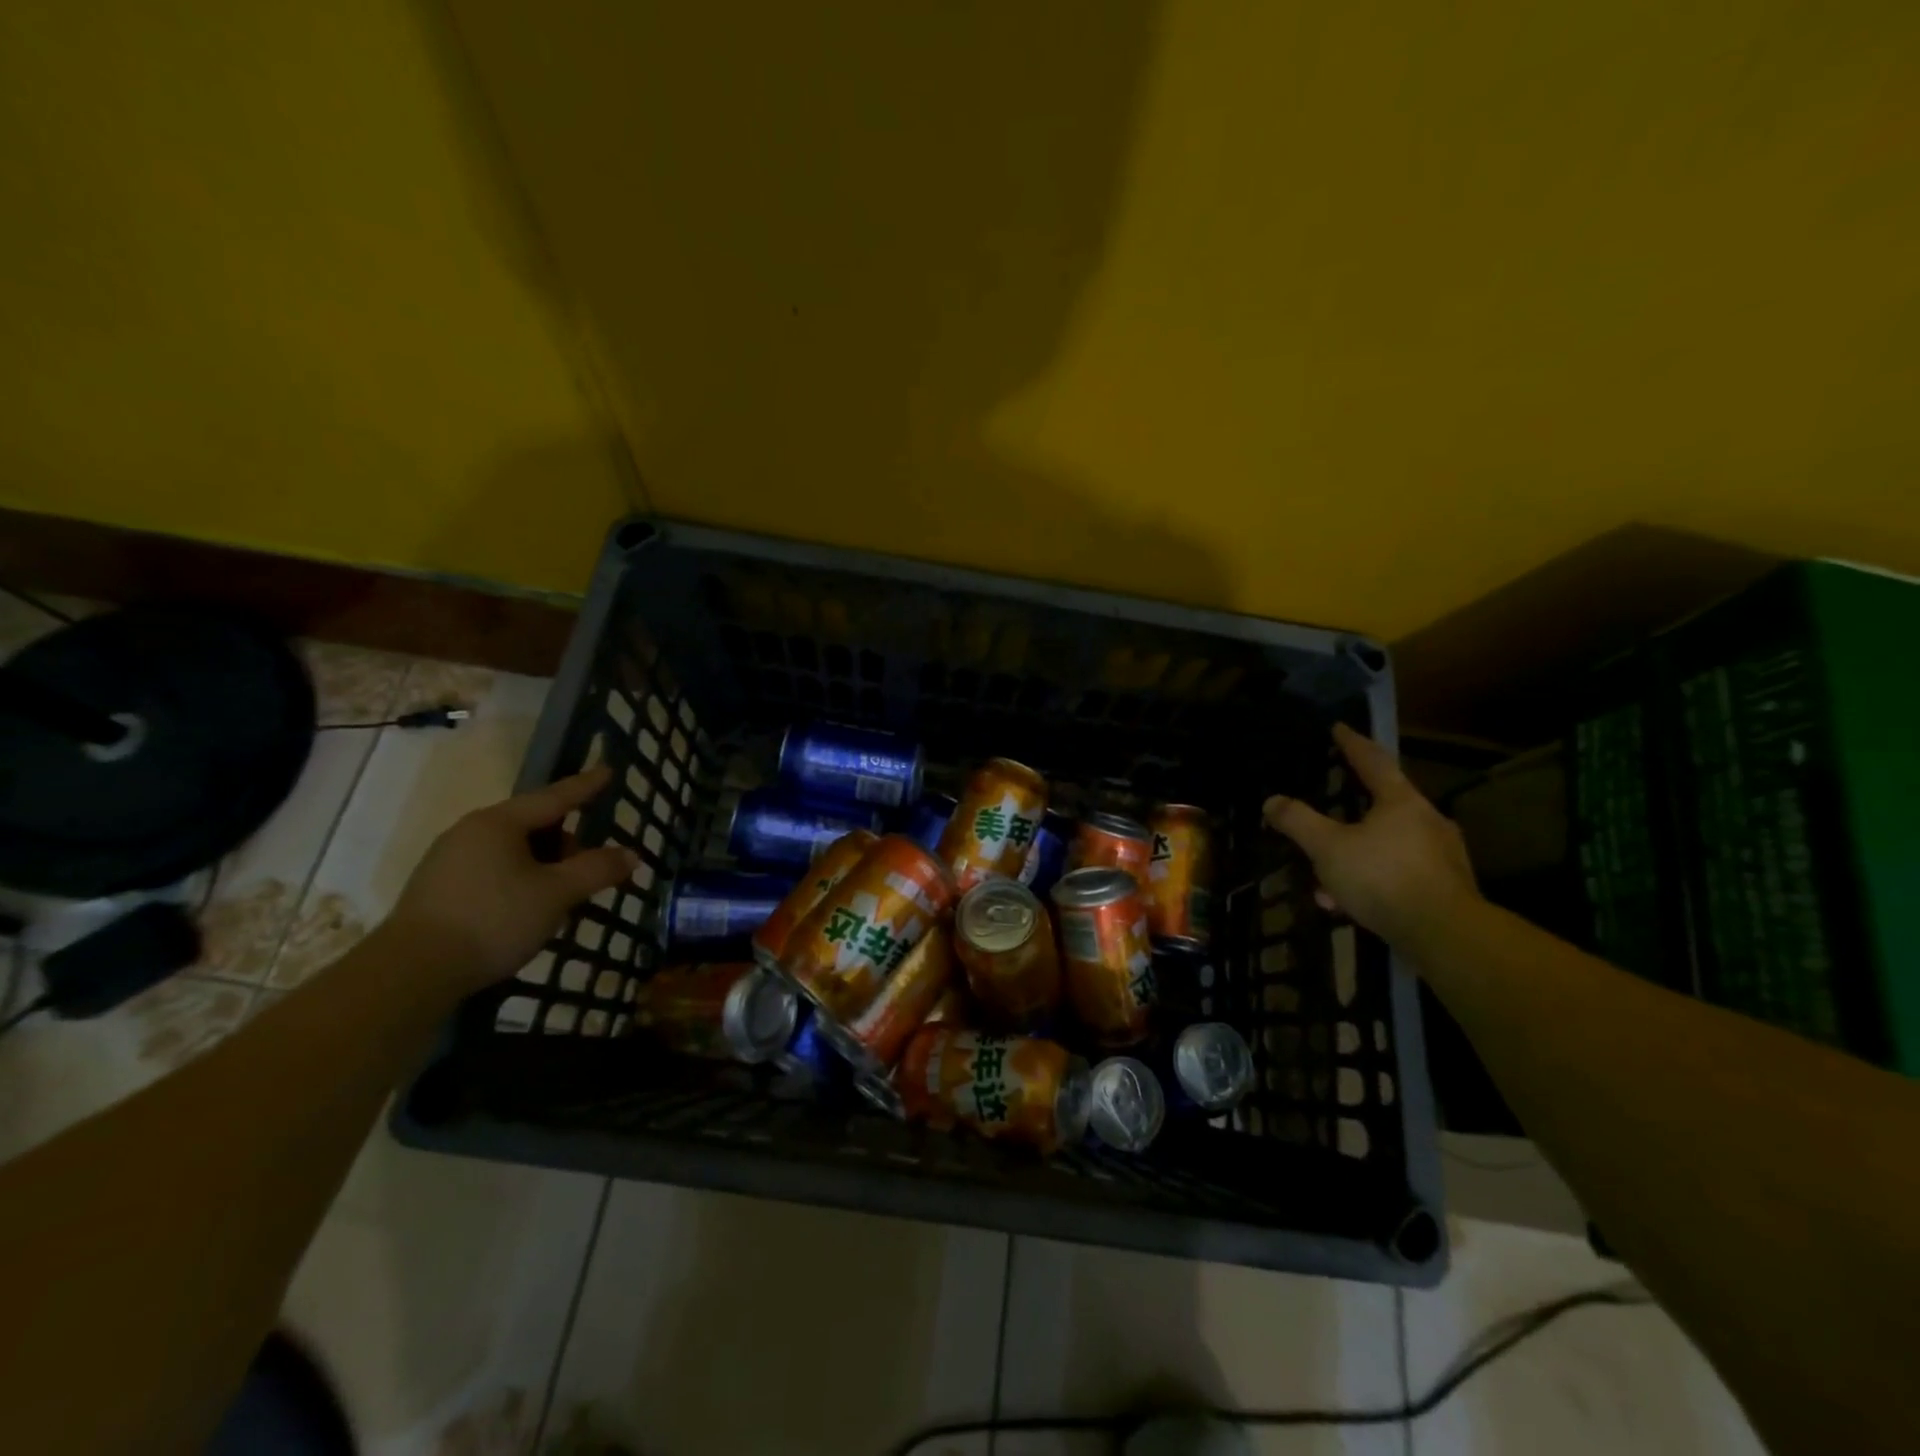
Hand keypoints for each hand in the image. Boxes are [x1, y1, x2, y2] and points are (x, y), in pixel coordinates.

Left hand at [382, 766, 638, 991]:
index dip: (586, 786)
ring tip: (561, 898)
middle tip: (589, 871)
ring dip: (544, 866)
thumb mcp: (557, 894)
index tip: (608, 770)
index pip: (555, 797)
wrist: (410, 973)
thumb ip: (597, 870)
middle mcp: (471, 832)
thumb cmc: (493, 919)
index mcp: (500, 823)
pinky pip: (493, 871)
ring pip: (513, 851)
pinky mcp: (438, 889)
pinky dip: (520, 881)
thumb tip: (632, 855)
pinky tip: (527, 911)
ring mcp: (449, 860)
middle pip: (534, 825)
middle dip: (567, 843)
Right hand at [1263, 724, 1480, 954]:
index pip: (1373, 761)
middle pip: (1383, 805)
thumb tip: (1271, 800)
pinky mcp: (1445, 888)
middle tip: (1328, 812)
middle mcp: (1427, 821)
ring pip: (1387, 846)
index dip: (1352, 744)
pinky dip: (1370, 881)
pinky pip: (1397, 874)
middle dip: (1350, 812)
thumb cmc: (1383, 877)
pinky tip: (1347, 904)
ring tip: (1326, 878)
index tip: (1339, 728)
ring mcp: (1441, 856)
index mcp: (1401, 802)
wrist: (1444, 934)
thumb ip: (1298, 821)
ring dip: (1354, 856)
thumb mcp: (1328, 848)